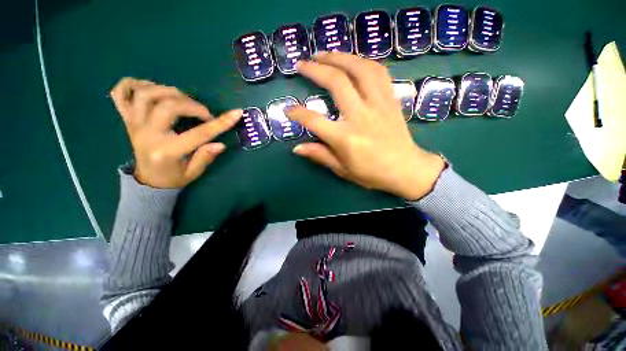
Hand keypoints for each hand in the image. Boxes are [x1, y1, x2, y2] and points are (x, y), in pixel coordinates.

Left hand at [110, 78, 241, 188]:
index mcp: (166, 151)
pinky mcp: (127, 119)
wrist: (148, 180)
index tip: (237, 113)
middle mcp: (147, 134)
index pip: (199, 133)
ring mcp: (134, 124)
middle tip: (204, 113)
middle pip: (167, 106)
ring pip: (145, 94)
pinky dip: (133, 84)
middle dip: (193, 105)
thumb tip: (220, 143)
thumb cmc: (173, 177)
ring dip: (168, 91)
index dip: (221, 122)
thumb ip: (205, 157)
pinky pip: (120, 93)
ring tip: (183, 99)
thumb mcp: (193, 173)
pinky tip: (151, 88)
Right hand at [287, 52, 444, 199]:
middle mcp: (361, 116)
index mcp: (346, 138)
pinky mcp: (390, 100)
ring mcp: (378, 105)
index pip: (314, 120)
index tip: (288, 109)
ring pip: (359, 69)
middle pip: (336, 83)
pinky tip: (352, 61)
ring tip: (324, 54)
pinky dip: (362, 62)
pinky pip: (378, 72)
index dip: (297, 113)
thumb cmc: (372, 173)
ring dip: (339, 57)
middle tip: (302, 64)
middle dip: (315, 69)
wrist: (406, 169)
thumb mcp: (342, 169)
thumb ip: (319, 155)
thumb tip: (296, 148)